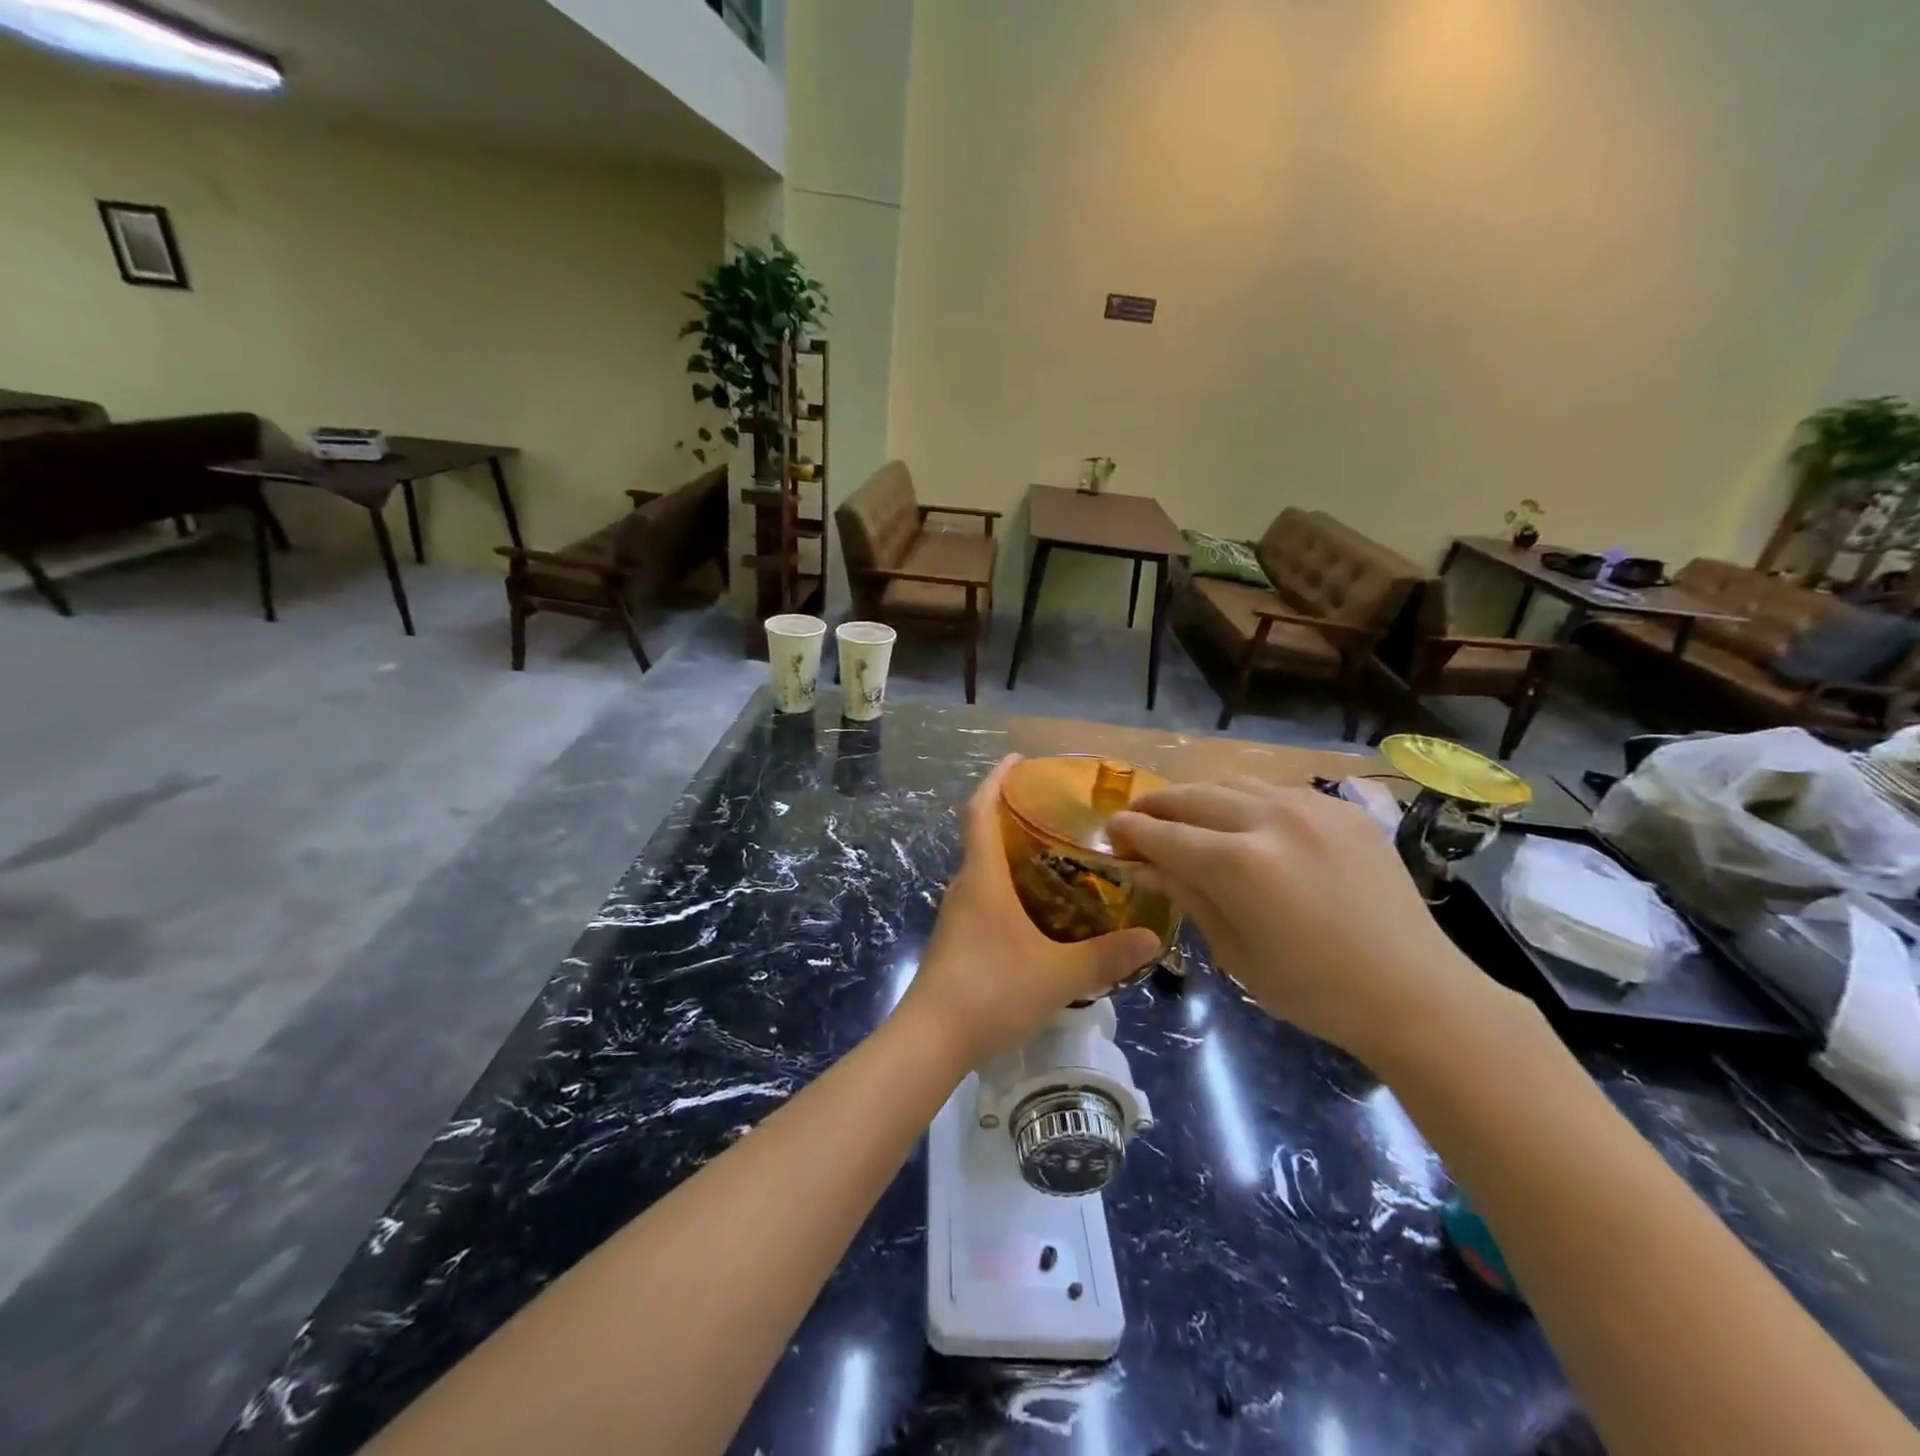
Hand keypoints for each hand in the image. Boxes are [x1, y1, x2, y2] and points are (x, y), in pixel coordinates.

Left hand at [898, 756, 1161, 1066]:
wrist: (932, 1038)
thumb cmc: (992, 990)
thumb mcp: (1058, 974)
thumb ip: (1106, 957)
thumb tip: (1152, 939)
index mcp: (983, 877)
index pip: (980, 811)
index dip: (996, 780)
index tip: (1016, 759)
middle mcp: (965, 887)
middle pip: (982, 836)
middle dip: (1011, 816)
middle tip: (1054, 813)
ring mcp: (956, 915)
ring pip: (983, 871)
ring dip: (1010, 855)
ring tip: (1054, 857)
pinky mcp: (956, 940)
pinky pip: (983, 897)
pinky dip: (1006, 888)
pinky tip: (1036, 910)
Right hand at [1110, 779, 1506, 1068]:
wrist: (1416, 994)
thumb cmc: (1313, 991)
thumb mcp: (1235, 951)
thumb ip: (1187, 896)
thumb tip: (1143, 867)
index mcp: (1240, 865)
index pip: (1166, 835)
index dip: (1133, 831)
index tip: (1112, 829)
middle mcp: (1272, 820)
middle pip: (1194, 797)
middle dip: (1158, 804)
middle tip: (1138, 817)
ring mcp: (1313, 807)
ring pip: (1234, 784)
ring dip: (1200, 797)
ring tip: (1184, 814)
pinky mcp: (1343, 808)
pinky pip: (1278, 792)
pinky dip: (1247, 801)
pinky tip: (1244, 822)